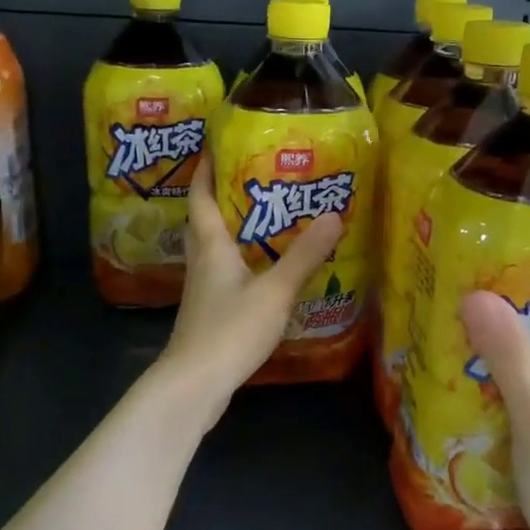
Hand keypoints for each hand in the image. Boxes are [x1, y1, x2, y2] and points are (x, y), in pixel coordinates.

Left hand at [156, 151, 344, 415]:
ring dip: (231, 230)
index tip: (216, 144)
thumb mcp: (274, 291)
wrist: (194, 385)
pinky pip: (222, 275)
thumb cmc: (229, 330)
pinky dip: (239, 262)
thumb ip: (304, 255)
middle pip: (203, 221)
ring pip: (213, 249)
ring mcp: (202, 291)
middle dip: (219, 196)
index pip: (201, 197)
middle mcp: (201, 263)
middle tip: (250, 178)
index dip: (205, 168)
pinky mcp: (209, 314)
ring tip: (264, 218)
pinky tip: (262, 270)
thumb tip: (334, 214)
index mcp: (211, 247)